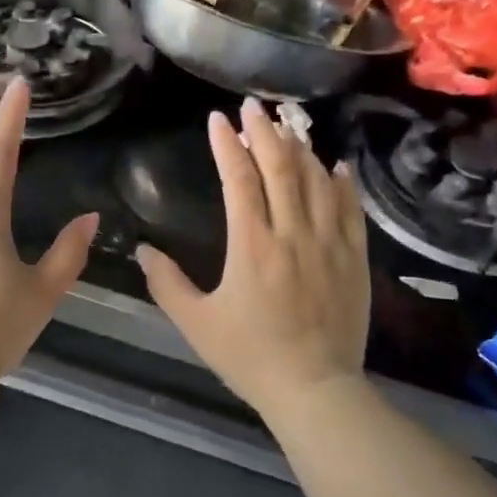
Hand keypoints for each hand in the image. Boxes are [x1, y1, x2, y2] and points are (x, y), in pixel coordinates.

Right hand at [136, 98, 370, 420]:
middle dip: (264, 132)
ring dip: (300, 149)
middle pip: (280, 168)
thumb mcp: (197, 323)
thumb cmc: (250, 356)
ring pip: (316, 181)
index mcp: (251, 245)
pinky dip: (340, 184)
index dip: (226, 145)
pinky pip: (350, 210)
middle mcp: (292, 233)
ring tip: (289, 124)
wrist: (314, 389)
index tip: (217, 119)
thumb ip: (167, 283)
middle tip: (253, 106)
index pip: (238, 179)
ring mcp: (329, 244)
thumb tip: (143, 250)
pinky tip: (334, 166)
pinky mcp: (353, 259)